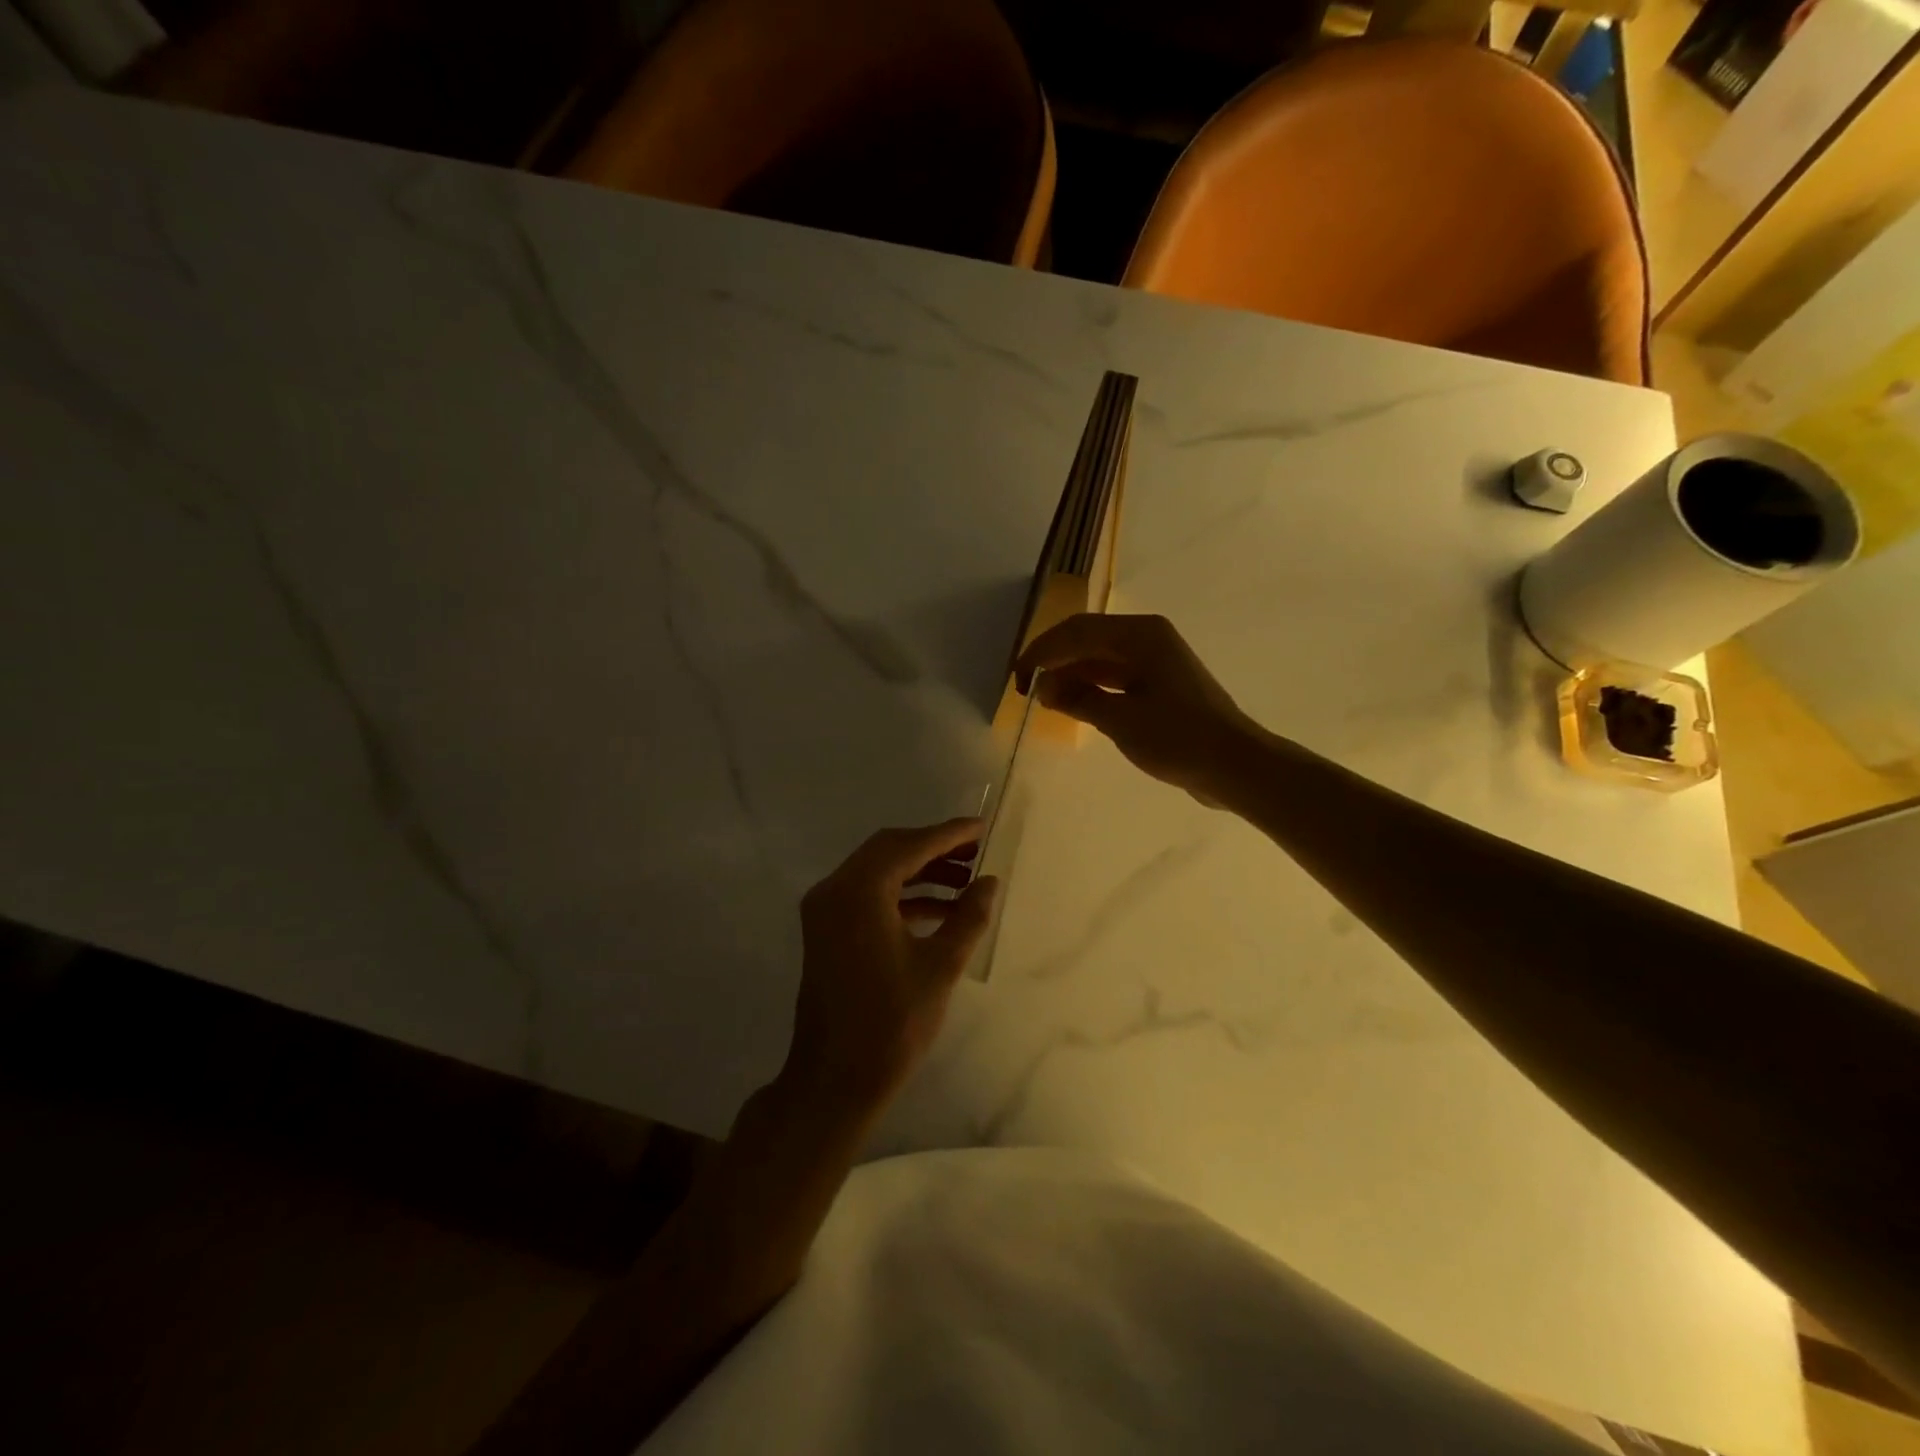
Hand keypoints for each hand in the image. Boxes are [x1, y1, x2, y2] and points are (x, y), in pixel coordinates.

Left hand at [779, 818, 999, 1120]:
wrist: (834, 1080)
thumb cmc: (891, 1023)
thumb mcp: (940, 966)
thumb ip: (968, 917)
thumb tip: (989, 882)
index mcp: (858, 891)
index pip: (909, 845)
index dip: (949, 834)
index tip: (982, 827)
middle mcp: (834, 890)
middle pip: (889, 850)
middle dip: (934, 849)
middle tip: (977, 852)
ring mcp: (826, 911)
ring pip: (879, 873)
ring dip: (920, 873)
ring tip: (967, 882)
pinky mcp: (828, 932)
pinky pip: (868, 898)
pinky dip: (903, 897)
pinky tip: (942, 911)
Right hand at [1016, 613, 1263, 804]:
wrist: (1235, 765)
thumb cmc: (1178, 738)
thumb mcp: (1121, 720)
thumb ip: (1078, 699)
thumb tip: (1045, 688)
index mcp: (1140, 635)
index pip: (1076, 631)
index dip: (1041, 653)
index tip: (1018, 681)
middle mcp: (1147, 638)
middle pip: (1086, 638)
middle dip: (1053, 660)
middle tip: (1025, 689)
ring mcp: (1155, 660)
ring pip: (1099, 657)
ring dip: (1070, 674)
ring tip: (1044, 700)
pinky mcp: (1160, 684)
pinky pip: (1115, 676)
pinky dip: (1091, 687)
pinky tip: (1072, 704)